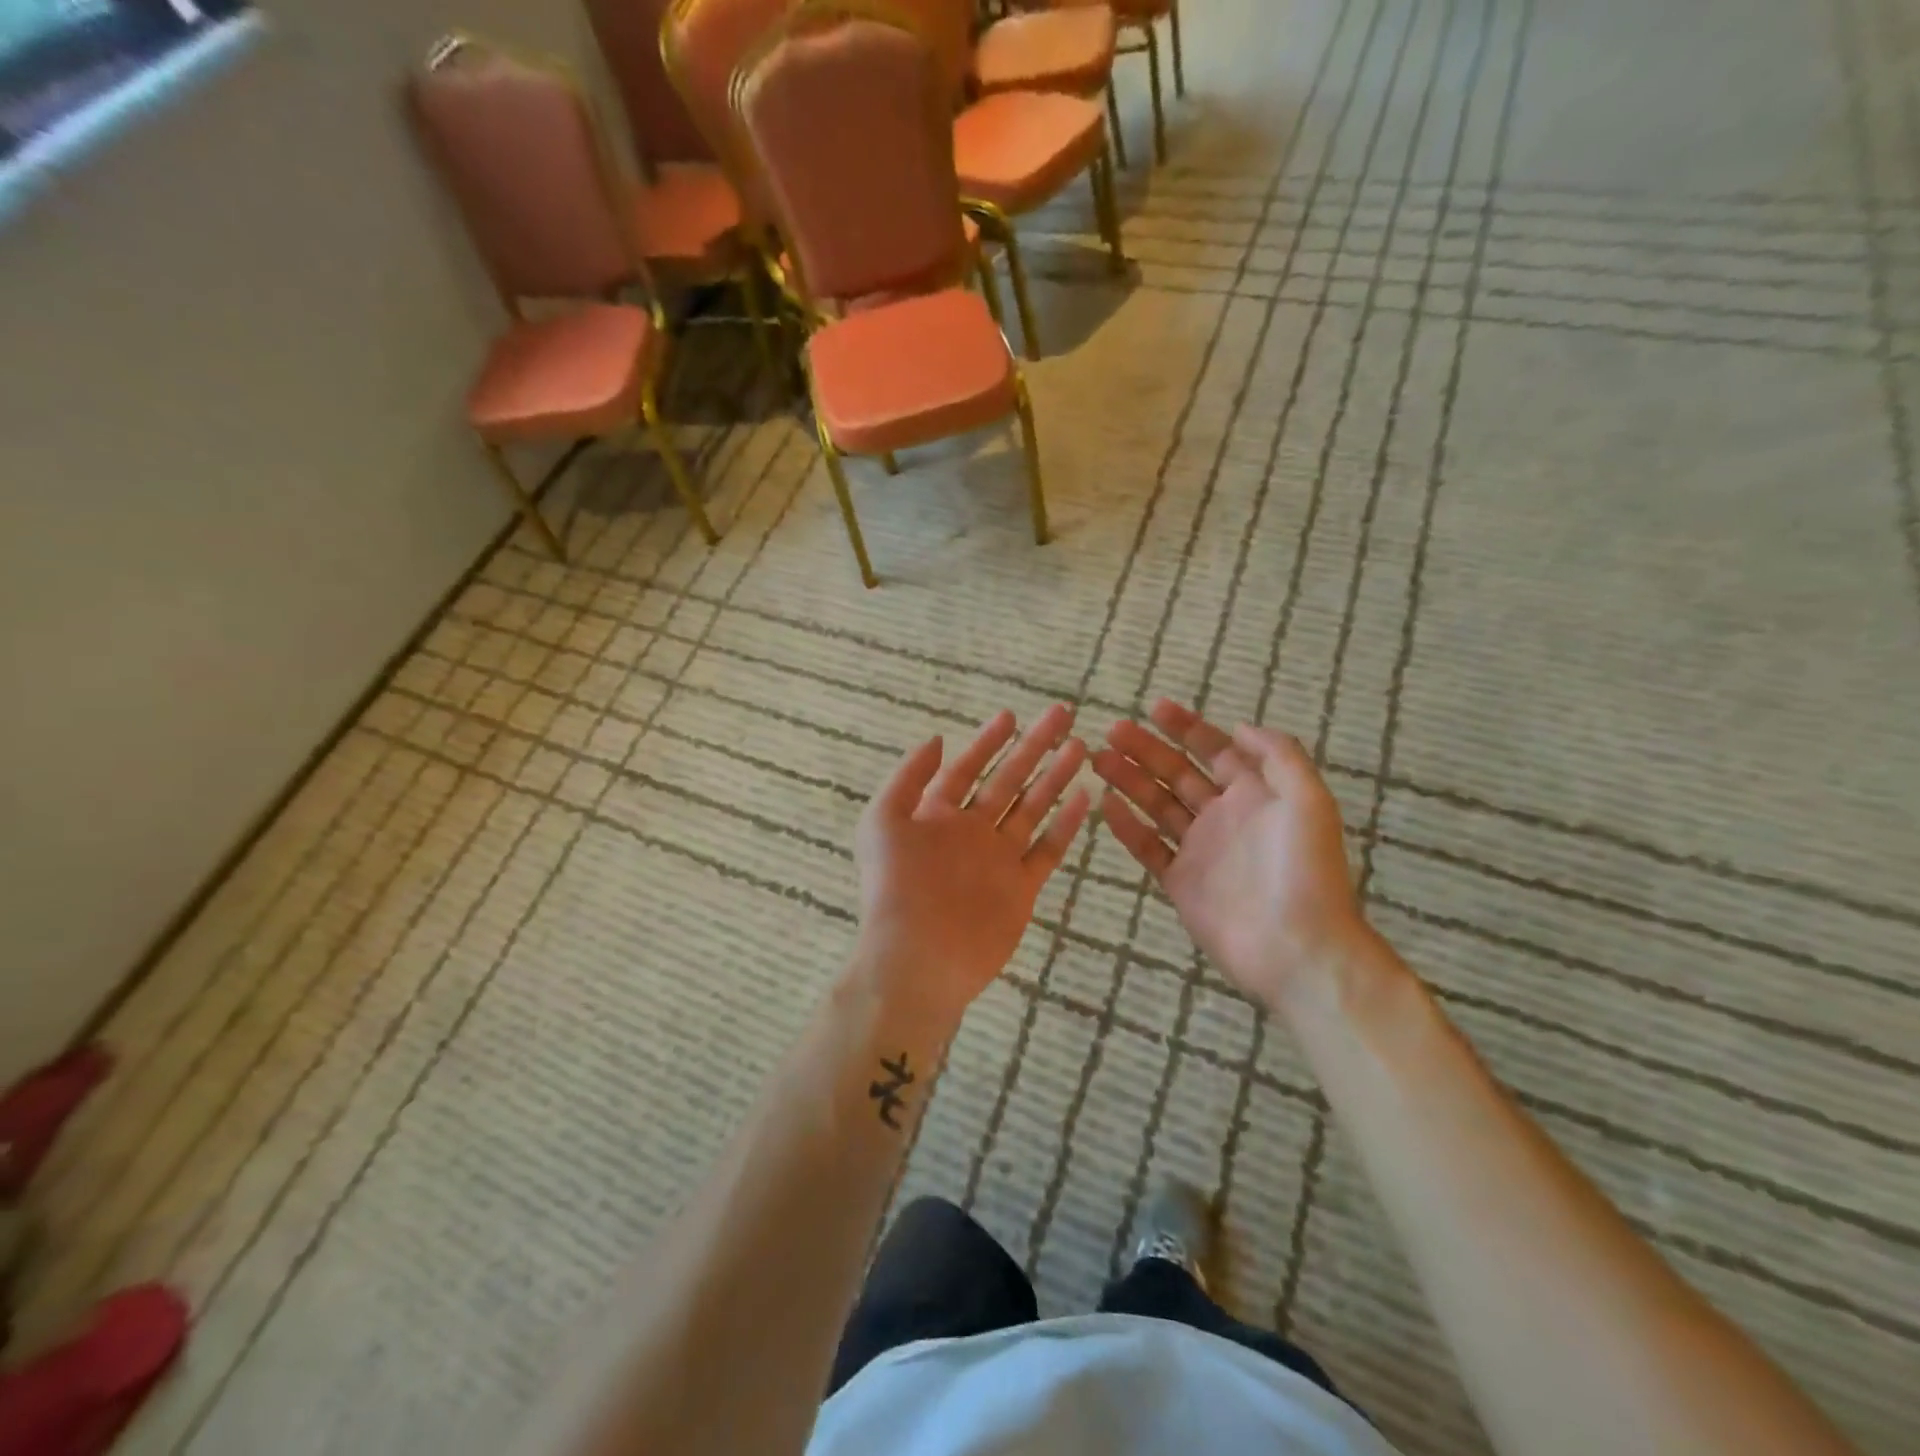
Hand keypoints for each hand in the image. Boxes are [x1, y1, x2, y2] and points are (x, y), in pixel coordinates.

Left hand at [851, 705, 1090, 1032]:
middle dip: (1033, 747)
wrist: (917, 957)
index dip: (988, 741)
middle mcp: (971, 832)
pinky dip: (1065, 825)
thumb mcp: (883, 821)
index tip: (1011, 715)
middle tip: (1061, 716)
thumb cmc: (895, 887)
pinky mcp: (1021, 887)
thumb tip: (936, 739)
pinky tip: (1083, 798)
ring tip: (1079, 747)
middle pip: (1008, 780)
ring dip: (1054, 778)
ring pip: (1032, 809)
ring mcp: (998, 859)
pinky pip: (1047, 849)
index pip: (967, 768)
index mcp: (937, 816)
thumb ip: (908, 778)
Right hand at [1091, 699, 1368, 1013]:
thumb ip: (1278, 756)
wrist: (1297, 948)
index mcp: (1255, 795)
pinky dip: (1127, 826)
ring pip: (1157, 805)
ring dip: (1129, 780)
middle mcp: (1224, 817)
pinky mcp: (1180, 882)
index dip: (1186, 727)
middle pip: (1177, 774)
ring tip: (1098, 758)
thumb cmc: (1306, 870)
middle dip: (1146, 749)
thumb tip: (1239, 726)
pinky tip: (1106, 803)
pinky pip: (1148, 847)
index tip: (1154, 707)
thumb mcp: (1308, 800)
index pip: (1215, 750)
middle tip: (1112, 730)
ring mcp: (1200, 850)